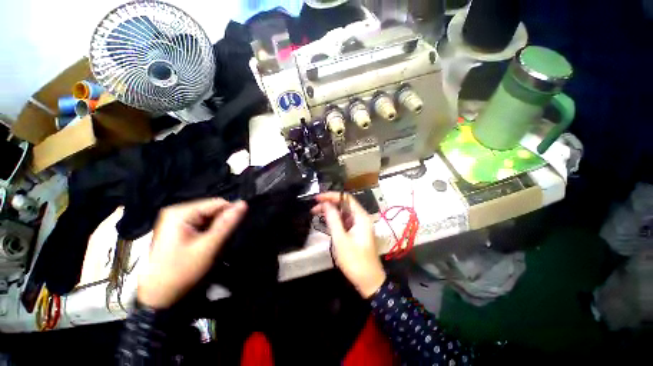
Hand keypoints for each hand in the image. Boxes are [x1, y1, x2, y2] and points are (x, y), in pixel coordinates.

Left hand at [138, 198, 246, 308]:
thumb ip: (227, 224)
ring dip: (216, 230)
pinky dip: (209, 233)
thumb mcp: (208, 247)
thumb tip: (244, 204)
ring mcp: (176, 220)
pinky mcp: (178, 228)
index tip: (230, 233)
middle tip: (219, 243)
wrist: (157, 295)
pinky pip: (202, 224)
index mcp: (180, 212)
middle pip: (212, 210)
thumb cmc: (181, 271)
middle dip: (221, 224)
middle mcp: (177, 211)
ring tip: (212, 246)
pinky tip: (206, 245)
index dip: (229, 215)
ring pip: (209, 217)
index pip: (217, 203)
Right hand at [312, 192, 385, 297]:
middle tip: (314, 208)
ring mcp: (359, 225)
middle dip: (329, 204)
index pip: (346, 198)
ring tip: (316, 213)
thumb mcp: (341, 239)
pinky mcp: (356, 232)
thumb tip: (326, 204)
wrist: (369, 281)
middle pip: (344, 205)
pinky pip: (344, 221)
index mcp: (361, 217)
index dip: (331, 196)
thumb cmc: (355, 260)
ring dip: (331, 212)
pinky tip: (325, 221)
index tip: (317, 198)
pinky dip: (335, 220)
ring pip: (343, 213)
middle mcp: (361, 218)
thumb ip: (333, 220)